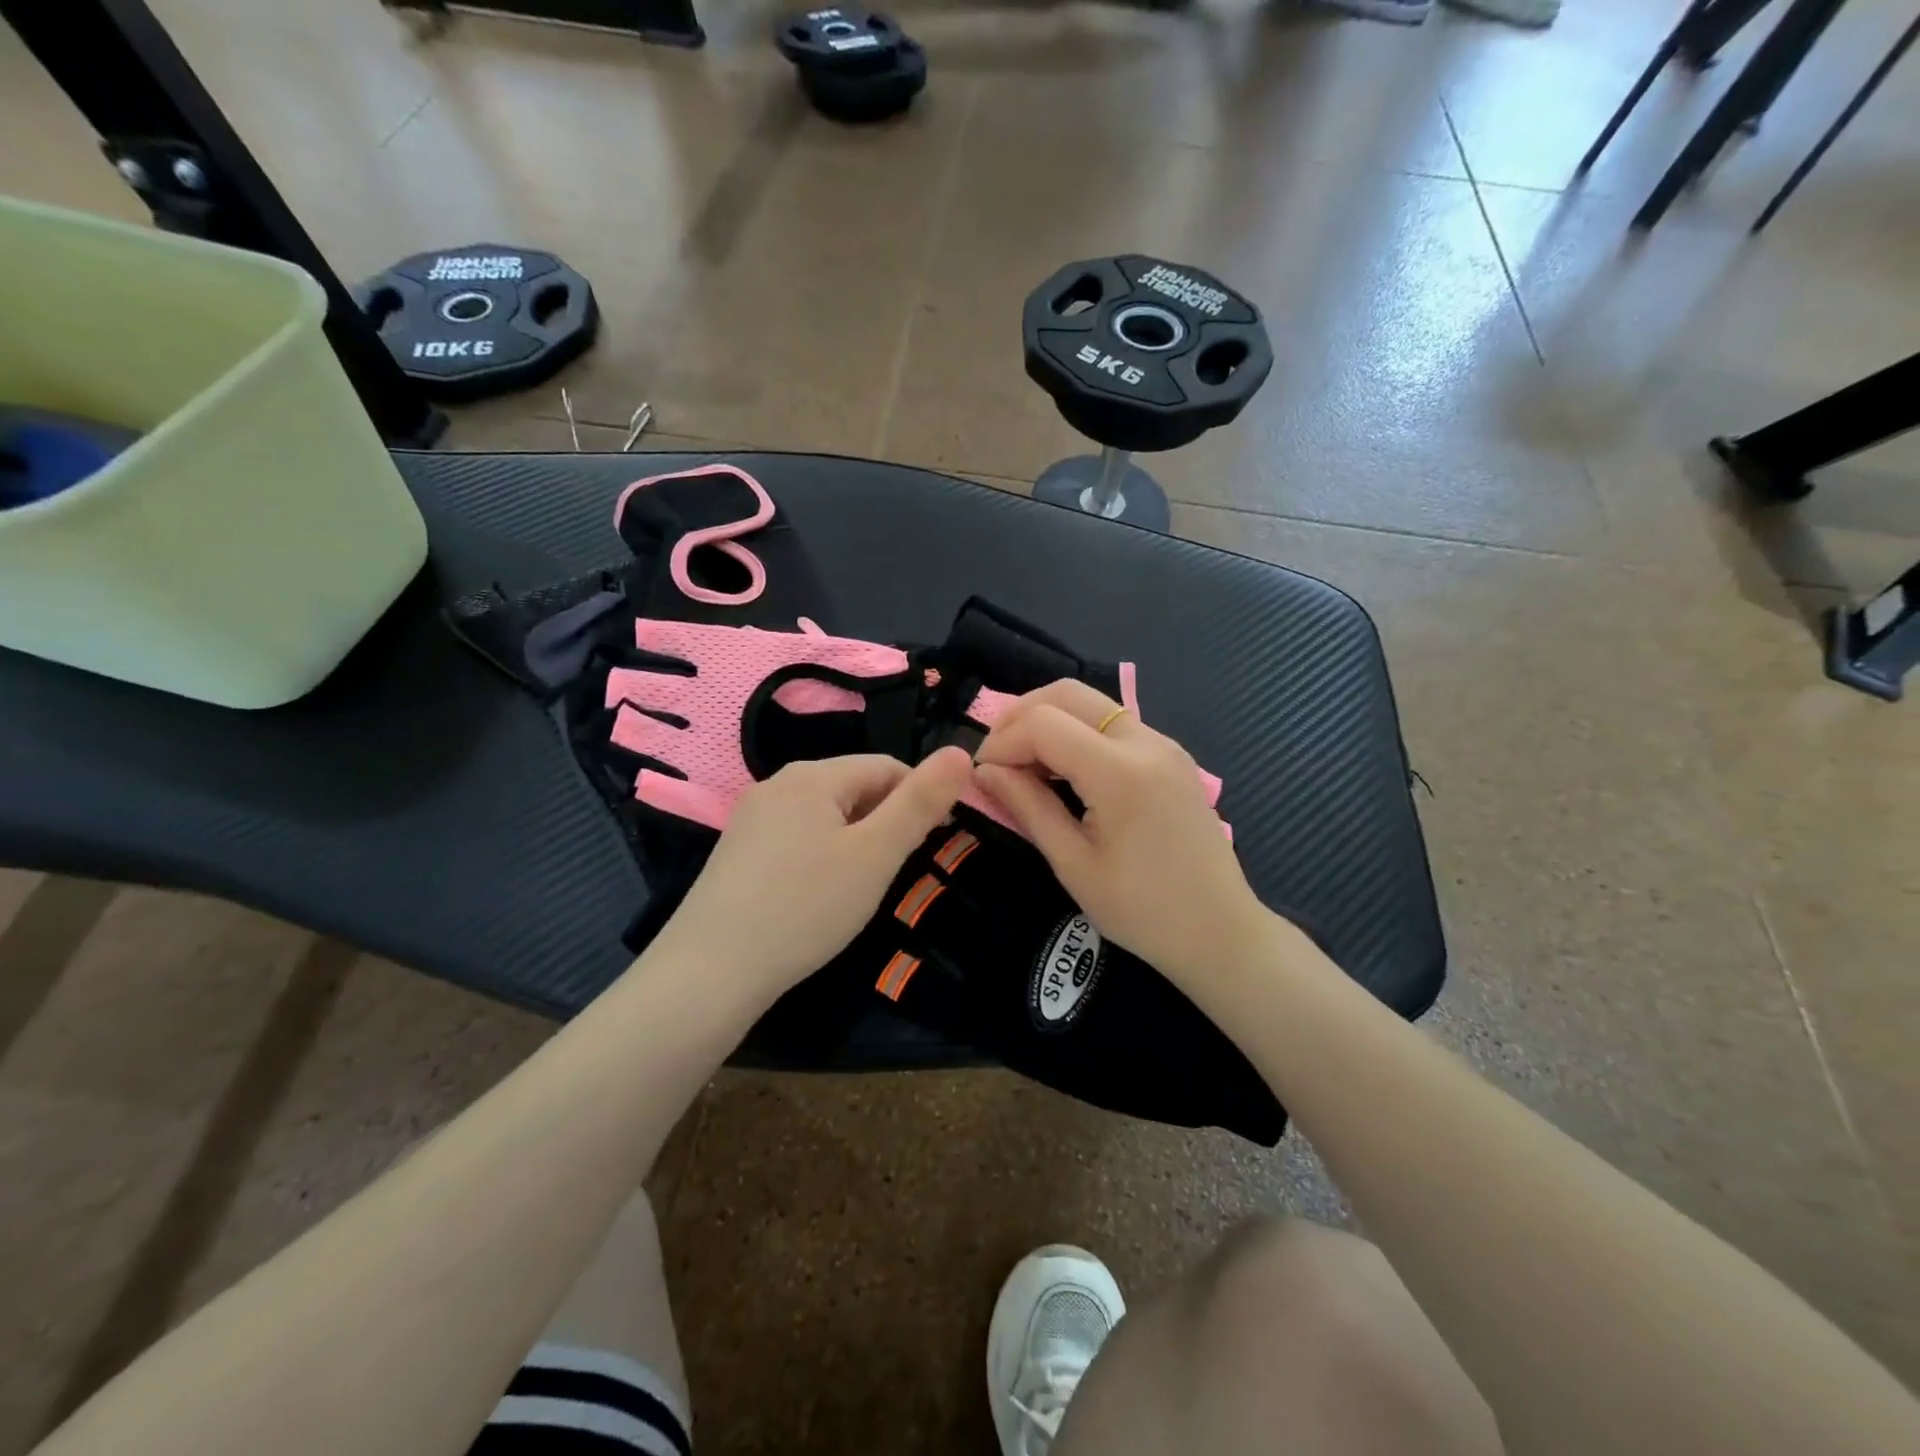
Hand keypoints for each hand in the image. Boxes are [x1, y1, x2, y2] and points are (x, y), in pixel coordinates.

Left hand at [650, 748, 973, 1000]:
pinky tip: (817, 897)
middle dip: (885, 822)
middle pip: (854, 788)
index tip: (933, 845)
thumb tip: (962, 751)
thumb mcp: (876, 855)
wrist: (710, 972)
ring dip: (856, 842)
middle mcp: (777, 784)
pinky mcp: (737, 852)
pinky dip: (822, 857)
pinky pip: (797, 838)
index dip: (919, 799)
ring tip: (858, 890)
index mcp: (812, 775)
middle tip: (893, 875)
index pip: (887, 767)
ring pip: (826, 816)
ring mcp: (751, 818)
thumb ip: (920, 803)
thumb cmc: (804, 908)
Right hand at [974, 682, 1270, 987]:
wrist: (1220, 931)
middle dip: (1020, 716)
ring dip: (1049, 720)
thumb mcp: (1073, 864)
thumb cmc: (1142, 910)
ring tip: (1023, 764)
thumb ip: (1028, 807)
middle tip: (996, 757)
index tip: (982, 776)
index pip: (1043, 724)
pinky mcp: (1171, 755)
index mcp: (1120, 772)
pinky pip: (1113, 723)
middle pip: (1067, 693)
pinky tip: (1062, 769)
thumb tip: (985, 772)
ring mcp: (1164, 744)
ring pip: (1091, 702)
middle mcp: (1145, 742)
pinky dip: (1077, 731)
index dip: (1002, 742)